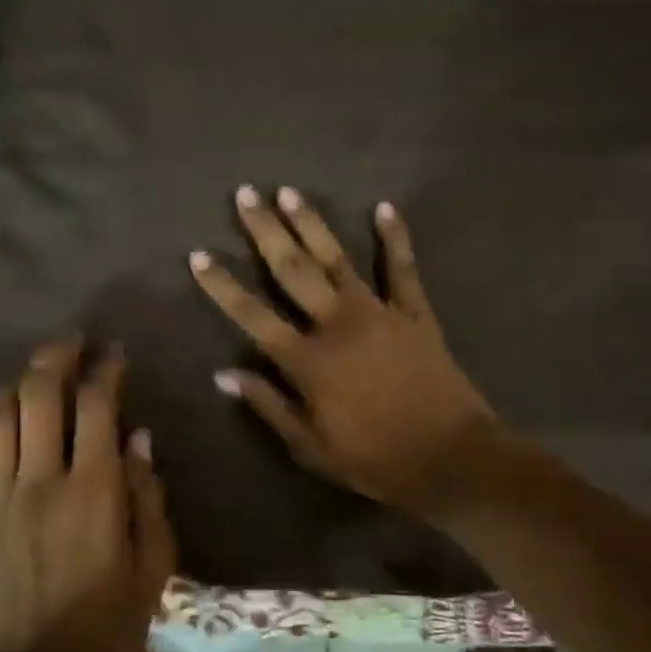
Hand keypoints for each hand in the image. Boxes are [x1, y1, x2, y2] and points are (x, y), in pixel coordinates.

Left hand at [0, 337, 176, 651]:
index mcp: (93, 489)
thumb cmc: (110, 619)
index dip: (106, 368)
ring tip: (34, 375)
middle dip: (55, 356)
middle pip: (37, 393)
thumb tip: (138, 437)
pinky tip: (4, 430)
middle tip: (71, 343)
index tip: (114, 351)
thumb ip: (148, 493)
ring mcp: (1, 497)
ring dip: (17, 385)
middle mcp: (41, 480)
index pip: (96, 405)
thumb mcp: (154, 561)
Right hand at [189, 187, 500, 519]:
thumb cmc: (375, 460)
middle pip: (292, 269)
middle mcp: (337, 324)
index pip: (252, 315)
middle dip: (265, 230)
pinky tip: (384, 207)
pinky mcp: (415, 313)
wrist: (452, 458)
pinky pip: (403, 268)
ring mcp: (379, 313)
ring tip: (289, 191)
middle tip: (245, 195)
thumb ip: (268, 406)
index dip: (222, 285)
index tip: (198, 254)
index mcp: (308, 360)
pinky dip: (395, 237)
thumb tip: (224, 374)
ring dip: (312, 223)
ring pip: (337, 258)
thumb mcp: (311, 448)